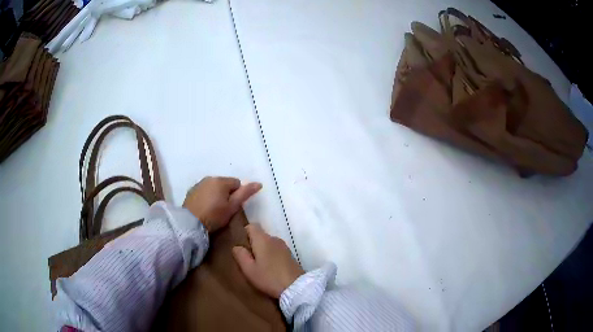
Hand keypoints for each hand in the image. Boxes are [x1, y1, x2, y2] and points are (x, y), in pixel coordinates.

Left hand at [183, 176, 261, 232]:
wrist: (190, 223)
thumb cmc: (214, 216)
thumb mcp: (232, 207)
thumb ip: (245, 194)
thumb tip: (259, 183)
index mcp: (221, 181)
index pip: (237, 183)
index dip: (237, 196)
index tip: (232, 207)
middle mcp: (209, 178)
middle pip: (224, 184)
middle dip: (227, 194)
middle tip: (224, 210)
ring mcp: (199, 184)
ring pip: (214, 187)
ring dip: (216, 195)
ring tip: (214, 210)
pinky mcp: (191, 191)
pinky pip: (204, 191)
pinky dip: (207, 197)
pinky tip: (205, 208)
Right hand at [232, 224, 303, 297]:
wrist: (296, 287)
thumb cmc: (269, 278)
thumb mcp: (249, 269)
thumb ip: (240, 255)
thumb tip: (236, 246)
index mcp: (263, 239)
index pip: (251, 226)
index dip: (244, 234)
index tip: (241, 247)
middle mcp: (274, 238)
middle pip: (260, 235)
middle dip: (253, 245)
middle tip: (248, 260)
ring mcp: (284, 246)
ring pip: (268, 243)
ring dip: (262, 251)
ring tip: (258, 266)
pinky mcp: (290, 255)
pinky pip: (276, 250)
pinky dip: (271, 256)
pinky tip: (269, 268)